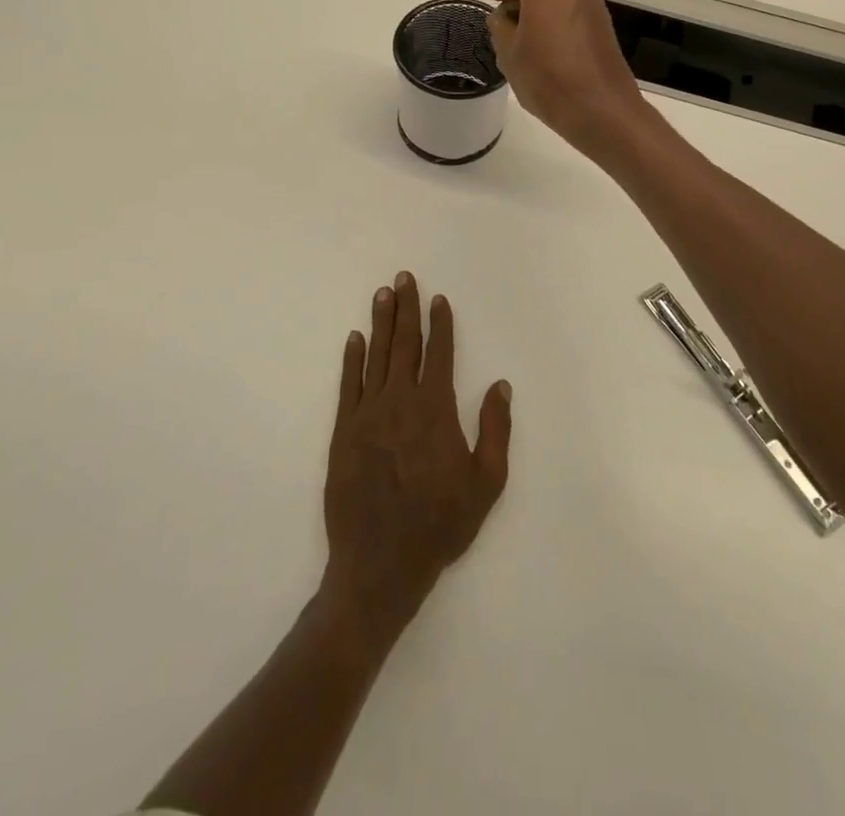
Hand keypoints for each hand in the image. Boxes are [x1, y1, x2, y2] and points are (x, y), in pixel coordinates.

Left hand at [322, 271, 511, 651]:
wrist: (379, 565)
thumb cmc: (439, 525)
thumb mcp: (486, 484)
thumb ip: (495, 430)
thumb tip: (501, 385)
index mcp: (435, 410)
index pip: (439, 354)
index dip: (440, 324)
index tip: (439, 299)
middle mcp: (400, 402)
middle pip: (405, 345)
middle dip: (406, 308)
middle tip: (404, 278)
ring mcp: (368, 415)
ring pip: (376, 357)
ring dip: (380, 323)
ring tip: (382, 294)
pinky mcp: (343, 432)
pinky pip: (348, 386)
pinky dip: (352, 359)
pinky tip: (354, 338)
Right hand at [485, 0, 653, 162]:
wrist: (601, 108)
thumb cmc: (547, 78)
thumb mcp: (509, 53)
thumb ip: (500, 26)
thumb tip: (504, 16)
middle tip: (504, 20)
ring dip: (540, 9)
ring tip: (524, 35)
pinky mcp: (604, 19)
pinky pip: (571, 9)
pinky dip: (557, 18)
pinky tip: (546, 40)